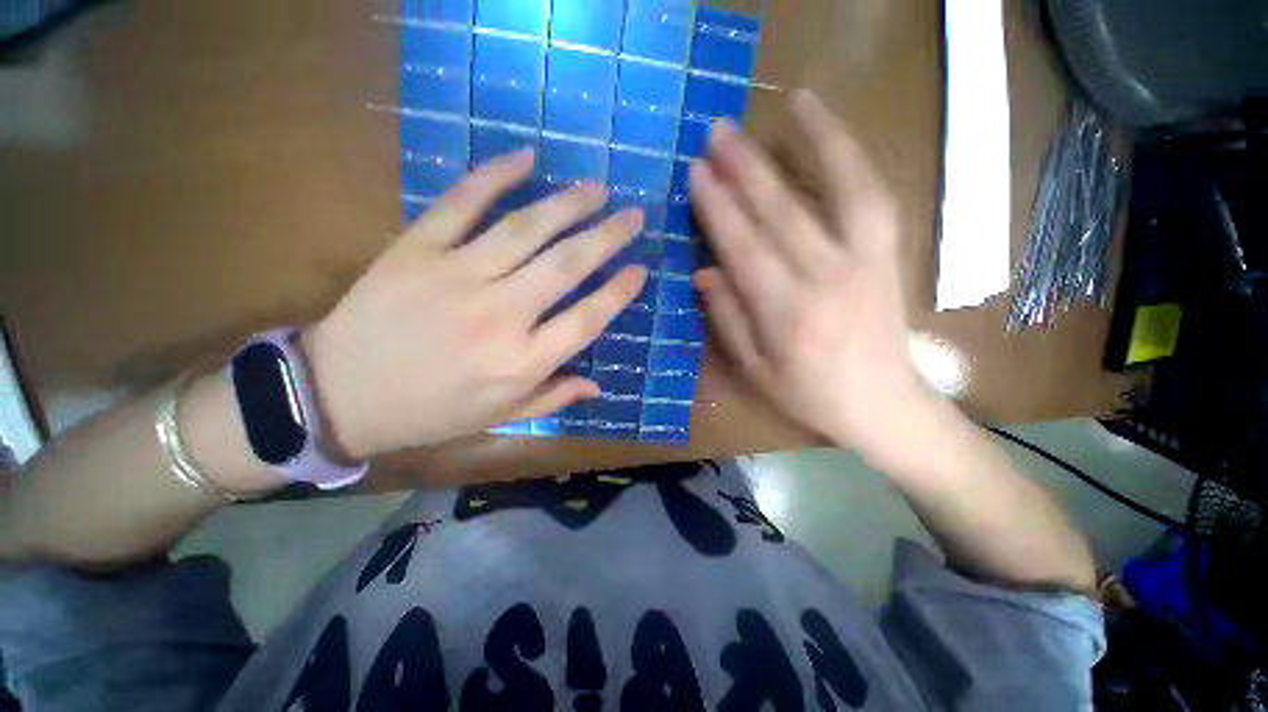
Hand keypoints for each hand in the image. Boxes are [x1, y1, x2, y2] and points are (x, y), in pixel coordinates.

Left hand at [303, 150, 646, 458]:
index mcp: (521, 362)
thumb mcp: (499, 418)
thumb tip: (598, 387)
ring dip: (568, 204)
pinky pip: (462, 203)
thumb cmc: (429, 413)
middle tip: (634, 215)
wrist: (338, 394)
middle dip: (608, 237)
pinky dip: (495, 175)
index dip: (619, 292)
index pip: (587, 319)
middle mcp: (500, 315)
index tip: (640, 270)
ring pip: (526, 229)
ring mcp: (457, 276)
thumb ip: (553, 398)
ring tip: (597, 188)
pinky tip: (526, 158)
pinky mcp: (417, 249)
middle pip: (567, 265)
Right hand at [691, 90, 931, 464]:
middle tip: (718, 132)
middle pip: (781, 212)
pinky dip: (854, 157)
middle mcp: (827, 279)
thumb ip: (727, 319)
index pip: (744, 249)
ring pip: (841, 188)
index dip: (717, 209)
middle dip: (746, 168)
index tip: (696, 174)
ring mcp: (865, 260)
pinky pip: (872, 195)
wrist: (884, 404)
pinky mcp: (887, 253)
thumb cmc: (809, 394)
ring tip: (792, 102)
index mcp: (787, 315)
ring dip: (815, 140)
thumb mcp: (755, 370)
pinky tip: (834, 132)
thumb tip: (702, 272)